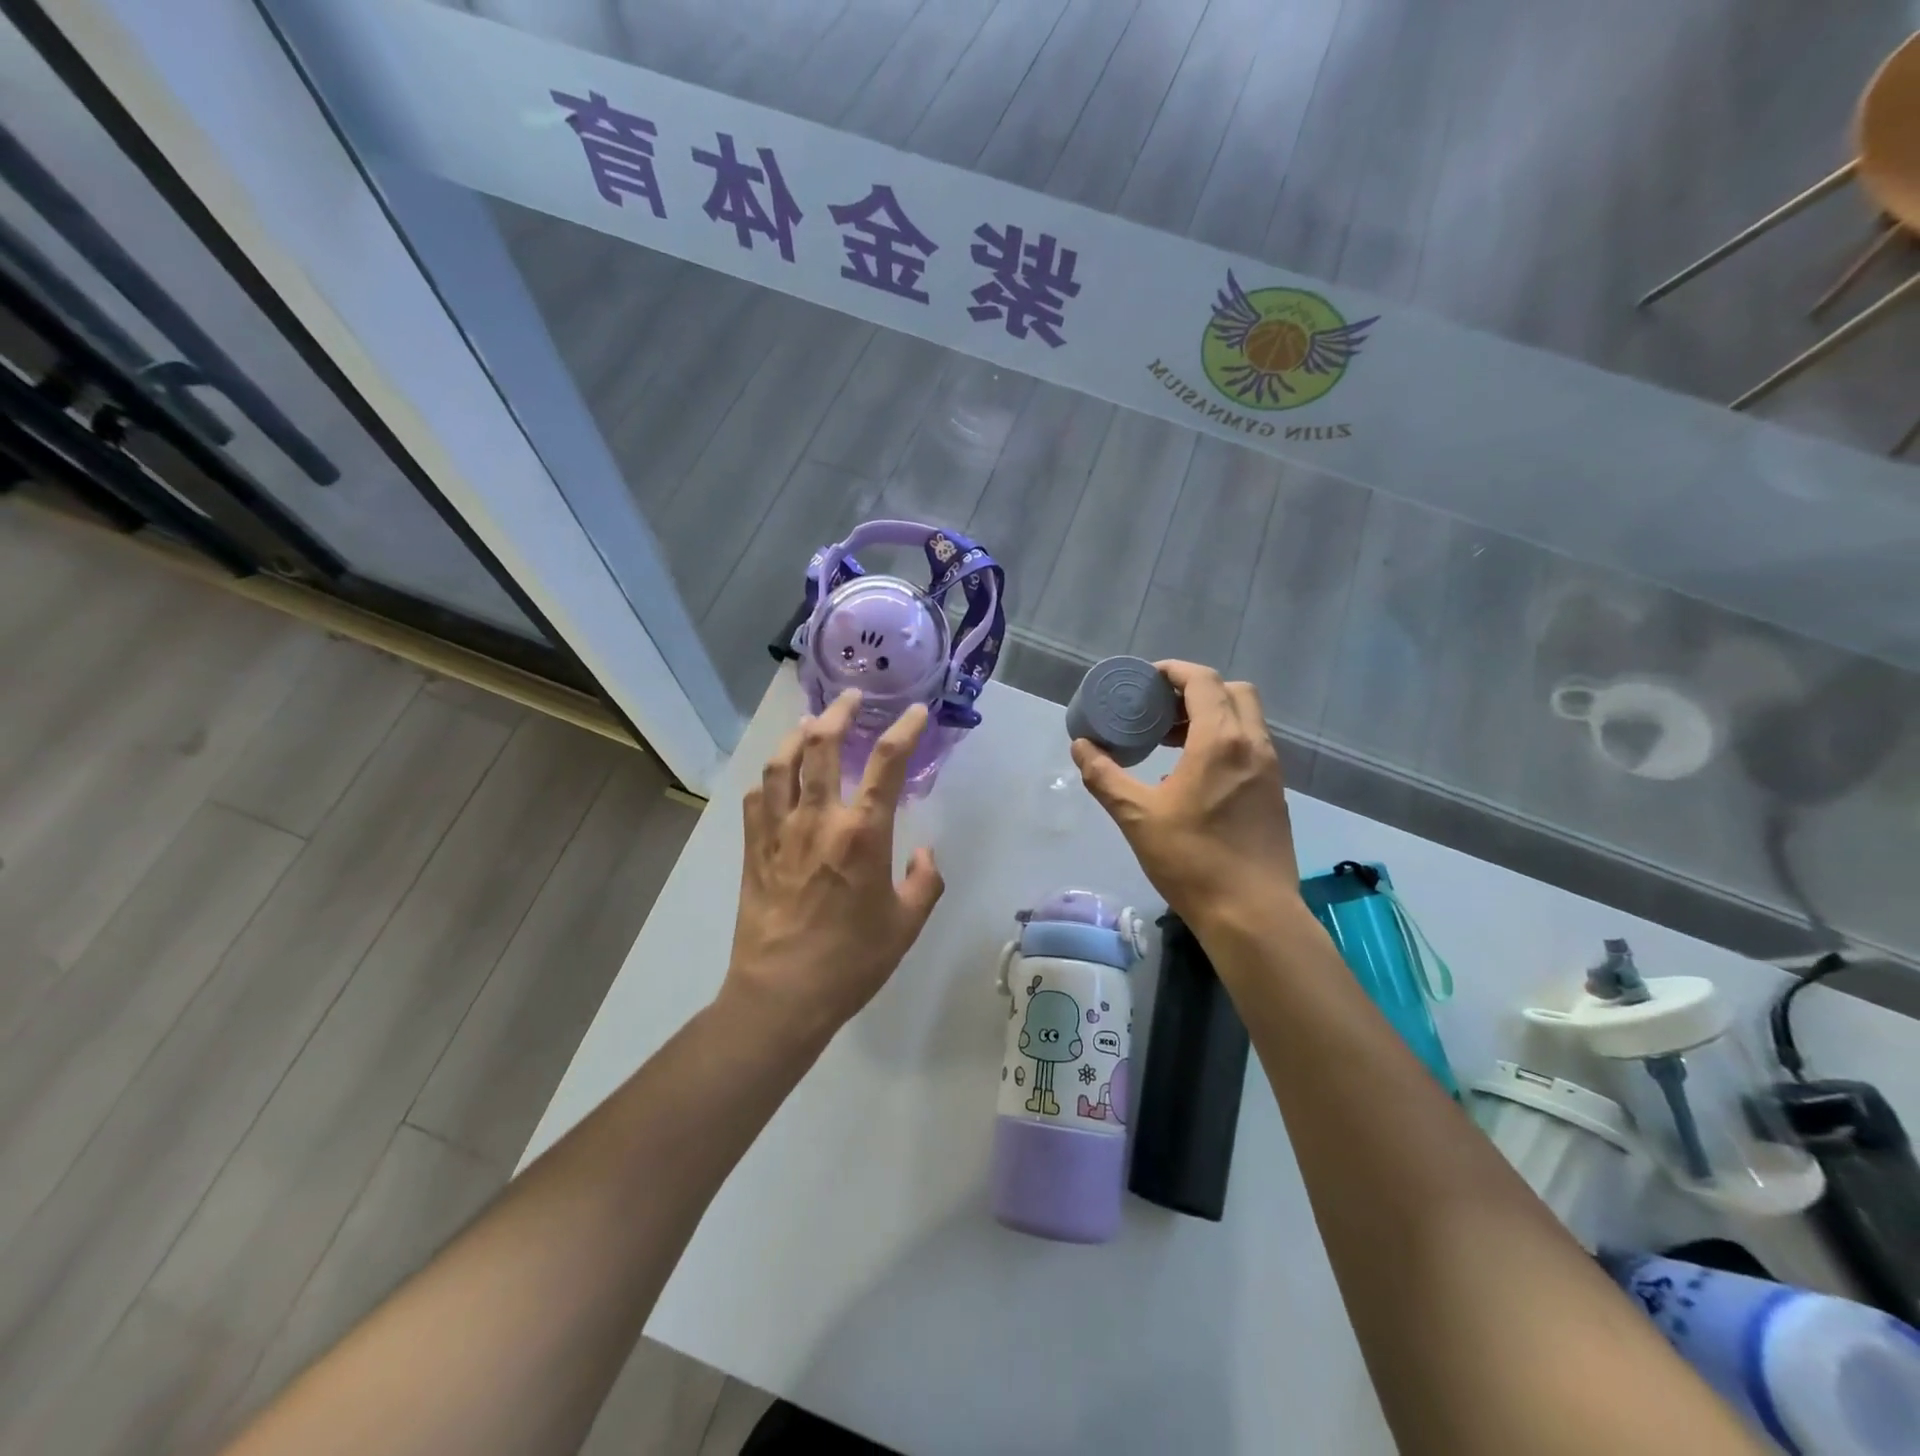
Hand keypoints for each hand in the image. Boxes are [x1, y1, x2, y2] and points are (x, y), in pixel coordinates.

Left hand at [723, 690, 944, 1044]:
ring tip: (811, 724)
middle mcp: (818, 820)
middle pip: (823, 746)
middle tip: (851, 697)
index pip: (887, 764)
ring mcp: (779, 832)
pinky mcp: (754, 849)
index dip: (904, 730)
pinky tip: (778, 777)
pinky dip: (770, 778)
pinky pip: (757, 799)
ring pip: (782, 764)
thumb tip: (924, 853)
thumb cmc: (852, 961)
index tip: (913, 712)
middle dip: (839, 713)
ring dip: (797, 735)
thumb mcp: (906, 924)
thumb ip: (924, 881)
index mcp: (862, 834)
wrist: (782, 995)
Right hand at [1072, 661, 1300, 936]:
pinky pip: (1250, 747)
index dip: (1174, 671)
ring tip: (1171, 742)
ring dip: (1211, 717)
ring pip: (1245, 720)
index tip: (1147, 680)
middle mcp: (1253, 745)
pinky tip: (1193, 776)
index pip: (1203, 681)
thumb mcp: (1137, 816)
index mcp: (1221, 741)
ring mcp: (1270, 770)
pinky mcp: (1275, 793)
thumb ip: (1105, 776)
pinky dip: (1224, 742)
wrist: (1252, 914)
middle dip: (1196, 691)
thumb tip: (1081, 747)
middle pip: (1233, 692)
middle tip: (1161, 711)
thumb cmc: (1192, 860)